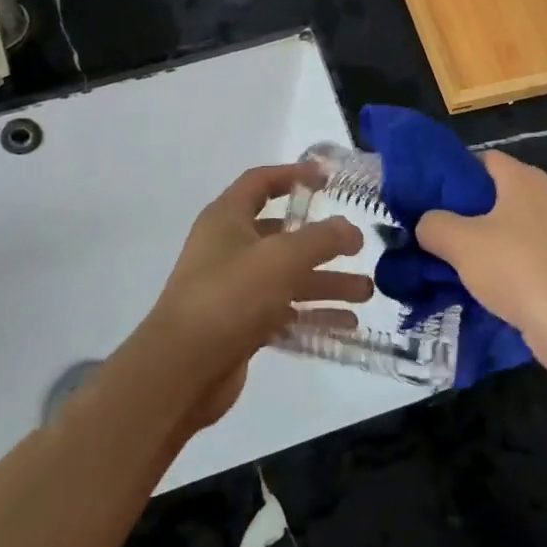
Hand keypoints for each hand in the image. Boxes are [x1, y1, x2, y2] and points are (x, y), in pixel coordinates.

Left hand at [141, 164, 372, 429]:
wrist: (181, 370)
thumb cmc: (230, 296)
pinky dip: (312, 315)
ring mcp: (233, 289)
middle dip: (322, 242)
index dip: (293, 175)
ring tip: (366, 291)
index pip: (261, 182)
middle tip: (359, 247)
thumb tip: (350, 229)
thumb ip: (321, 238)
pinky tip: (348, 324)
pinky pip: (283, 312)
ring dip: (325, 282)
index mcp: (227, 218)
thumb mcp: (281, 257)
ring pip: (287, 277)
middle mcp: (228, 248)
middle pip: (282, 235)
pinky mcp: (240, 326)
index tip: (328, 179)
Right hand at [413, 152, 546, 370]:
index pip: (486, 160)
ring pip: (524, 229)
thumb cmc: (517, 269)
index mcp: (525, 179)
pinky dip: (523, 267)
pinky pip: (543, 257)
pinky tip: (505, 291)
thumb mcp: (460, 244)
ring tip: (472, 267)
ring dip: (500, 243)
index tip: (437, 198)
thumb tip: (427, 224)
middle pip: (506, 194)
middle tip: (448, 235)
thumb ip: (434, 225)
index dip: (460, 174)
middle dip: (477, 212)